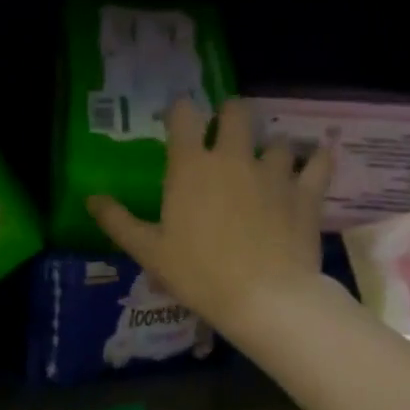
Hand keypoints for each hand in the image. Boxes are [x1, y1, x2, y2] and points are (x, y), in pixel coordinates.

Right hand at [88, 98, 334, 342]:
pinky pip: (318, 162)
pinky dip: (316, 159)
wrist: (264, 298)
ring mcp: (274, 172)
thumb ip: (118, 221)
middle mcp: (233, 157)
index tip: (177, 120)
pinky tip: (314, 162)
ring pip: (276, 140)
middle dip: (229, 116)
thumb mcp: (148, 251)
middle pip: (236, 112)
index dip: (179, 111)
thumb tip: (91, 198)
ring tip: (266, 166)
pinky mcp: (306, 192)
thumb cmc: (198, 273)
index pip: (184, 115)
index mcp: (191, 166)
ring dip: (269, 149)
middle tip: (226, 134)